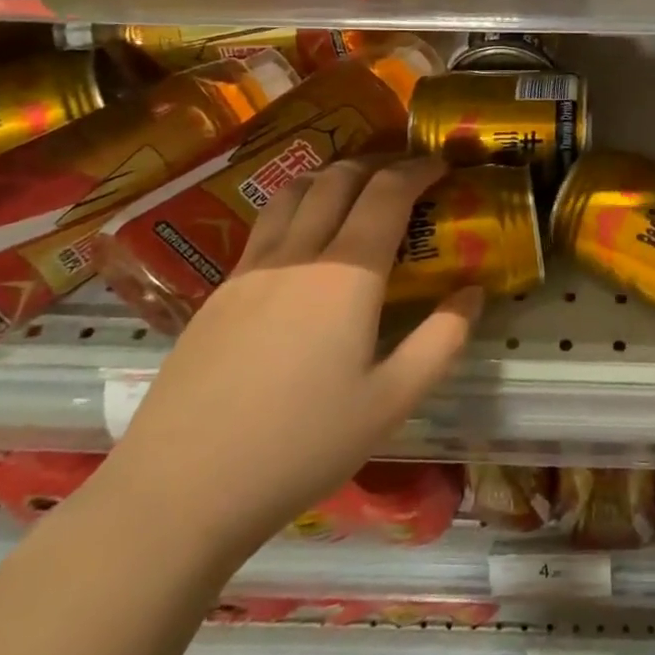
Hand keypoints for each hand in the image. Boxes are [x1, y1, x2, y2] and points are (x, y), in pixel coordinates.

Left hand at [93, 156, 480, 564]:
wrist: (179, 490)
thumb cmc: (300, 446)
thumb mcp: (393, 401)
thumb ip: (442, 340)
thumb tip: (474, 291)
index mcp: (346, 274)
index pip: (387, 193)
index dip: (418, 169)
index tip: (442, 165)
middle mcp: (298, 255)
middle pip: (338, 178)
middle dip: (378, 163)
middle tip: (405, 173)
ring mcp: (250, 270)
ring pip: (293, 192)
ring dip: (331, 175)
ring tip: (355, 189)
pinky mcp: (218, 293)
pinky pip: (265, 225)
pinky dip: (297, 206)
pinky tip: (305, 240)